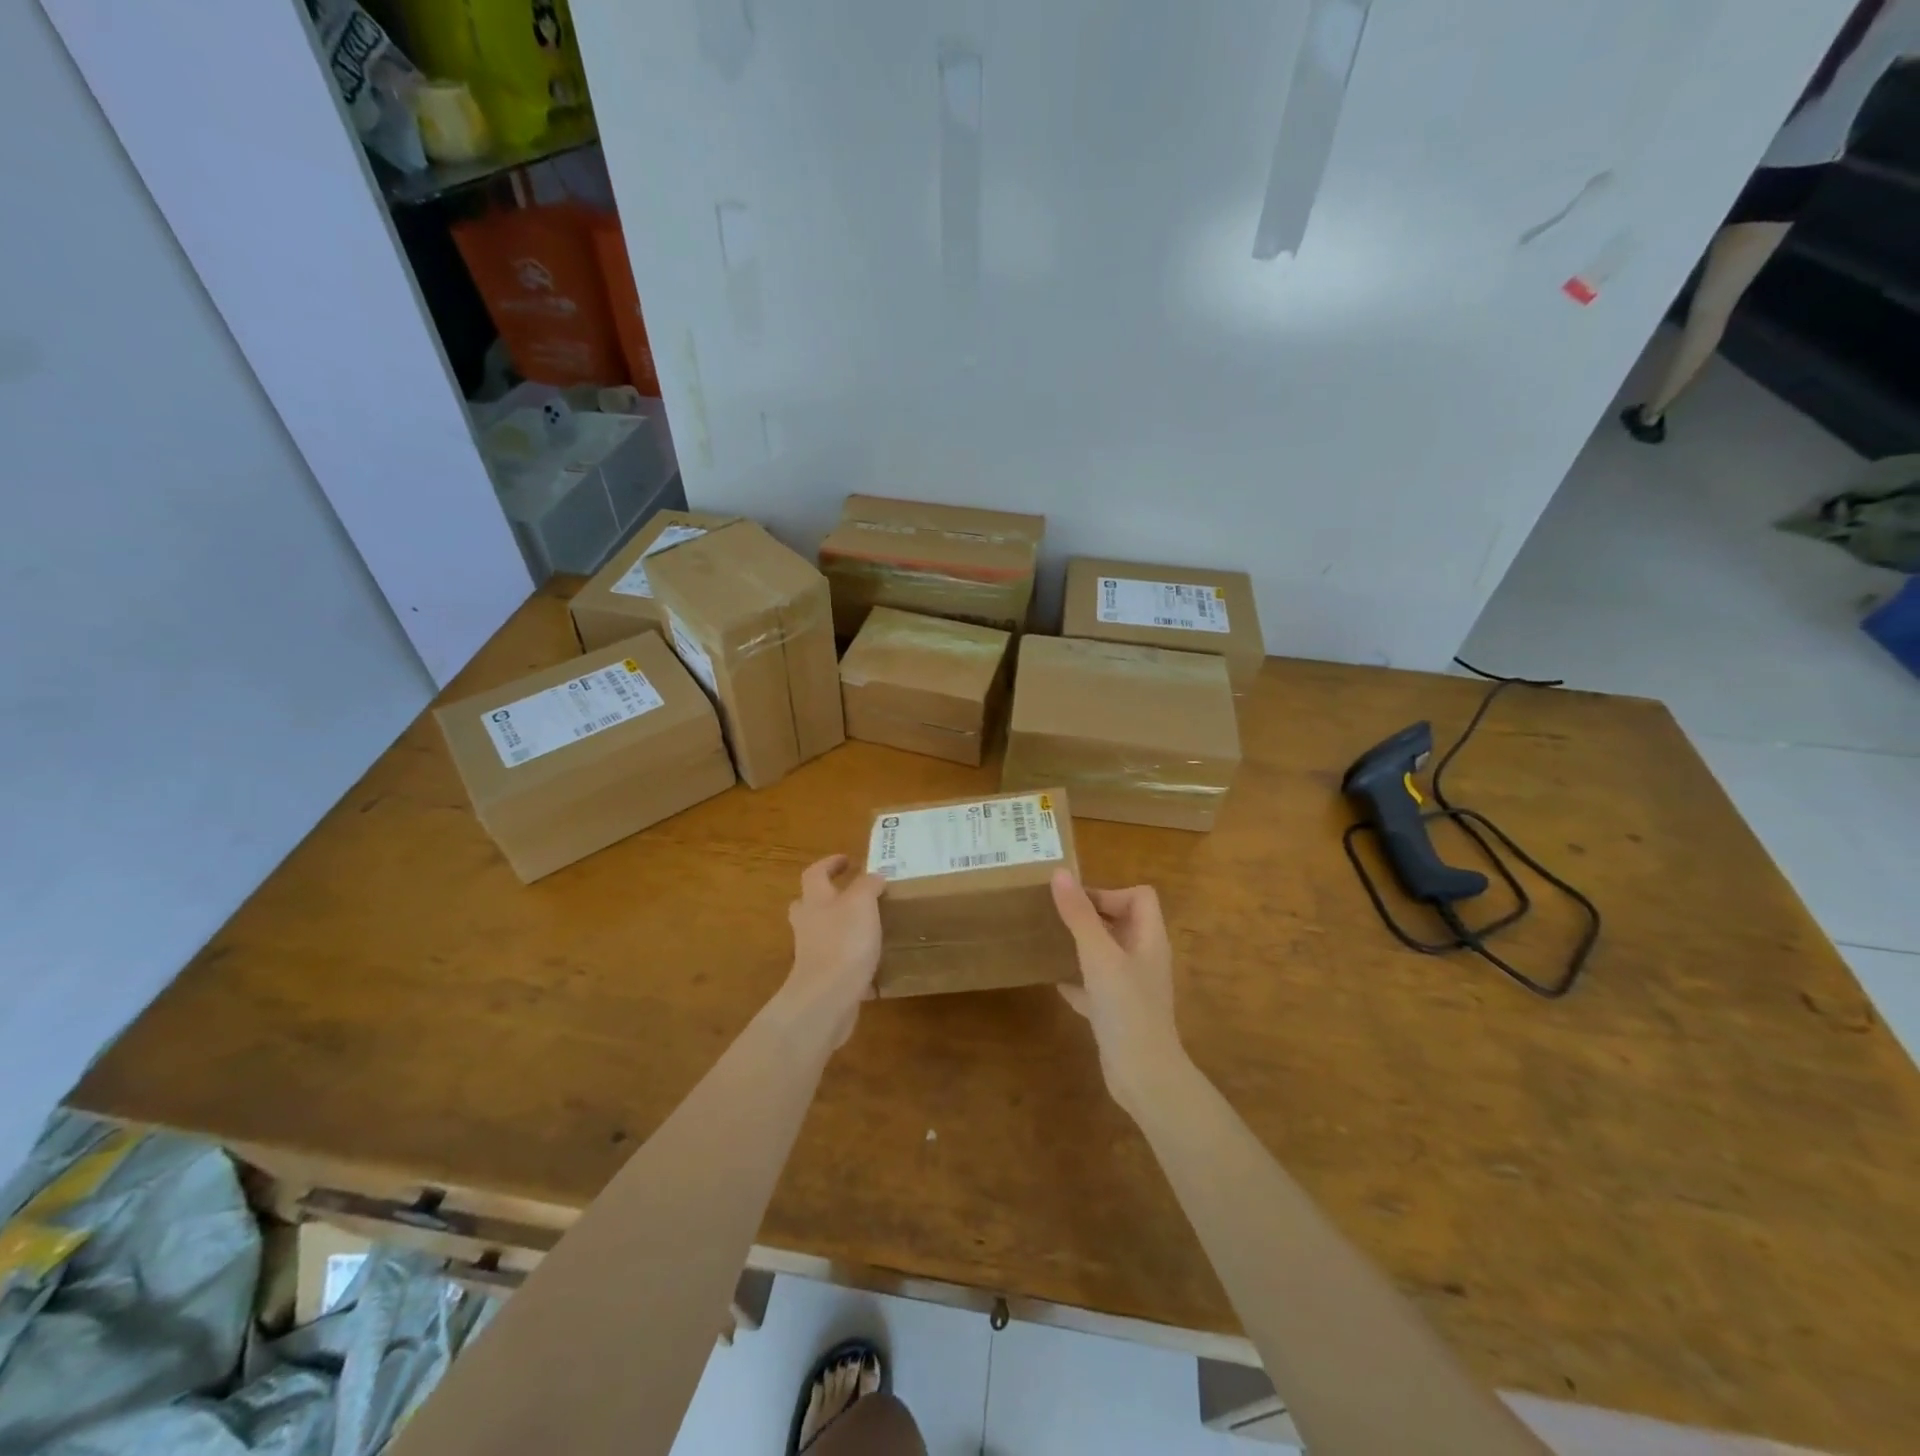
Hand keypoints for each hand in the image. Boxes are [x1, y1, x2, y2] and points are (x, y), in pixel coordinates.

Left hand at [779, 854, 885, 1050]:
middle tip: (850, 895)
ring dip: (841, 928)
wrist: (827, 998)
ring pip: (822, 933)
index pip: (815, 873)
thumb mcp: (862, 902)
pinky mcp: (823, 979)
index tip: (848, 860)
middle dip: (827, 897)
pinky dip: (852, 960)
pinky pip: (837, 962)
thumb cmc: (843, 942)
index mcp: (815, 900)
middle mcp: (808, 925)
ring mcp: (812, 954)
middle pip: (809, 904)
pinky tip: (874, 965)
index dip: (830, 863)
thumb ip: (868, 885)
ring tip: (869, 928)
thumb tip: (874, 877)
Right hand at [1050, 871, 1186, 1119]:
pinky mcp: (1119, 1012)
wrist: (1143, 1076)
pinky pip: (1098, 986)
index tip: (1076, 903)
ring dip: (1084, 945)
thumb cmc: (1126, 1008)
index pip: (1140, 897)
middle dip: (1091, 915)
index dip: (1110, 893)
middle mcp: (1145, 959)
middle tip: (1057, 916)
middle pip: (1123, 922)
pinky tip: (1056, 983)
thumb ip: (1079, 915)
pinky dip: (1079, 980)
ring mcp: (1133, 987)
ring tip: (1053, 941)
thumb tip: (1059, 873)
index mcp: (1149, 939)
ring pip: (1108, 954)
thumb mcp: (1099, 955)